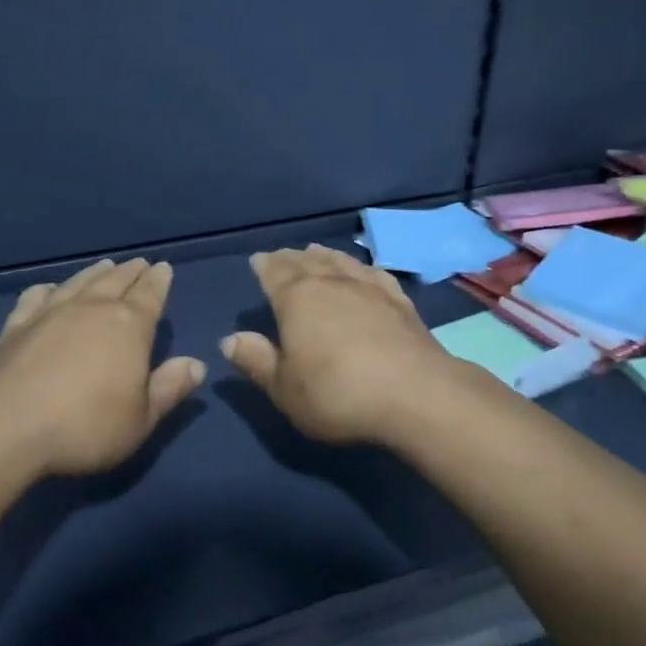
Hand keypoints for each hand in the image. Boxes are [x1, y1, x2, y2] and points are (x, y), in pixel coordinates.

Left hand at [0, 258, 205, 476]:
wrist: (5, 427)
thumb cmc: (85, 426)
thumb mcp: (141, 419)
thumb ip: (169, 389)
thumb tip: (196, 363)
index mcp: (129, 326)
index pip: (150, 294)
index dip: (159, 281)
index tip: (164, 268)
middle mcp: (92, 309)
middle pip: (116, 281)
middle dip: (132, 272)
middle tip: (140, 264)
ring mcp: (50, 313)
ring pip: (79, 282)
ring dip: (95, 273)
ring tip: (105, 266)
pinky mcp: (16, 326)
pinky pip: (36, 297)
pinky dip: (48, 289)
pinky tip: (49, 289)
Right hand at [221, 244, 459, 444]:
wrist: (415, 395)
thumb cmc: (337, 394)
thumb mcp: (285, 389)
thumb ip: (257, 361)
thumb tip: (230, 339)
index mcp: (297, 300)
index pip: (275, 273)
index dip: (264, 266)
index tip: (258, 260)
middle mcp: (332, 284)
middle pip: (307, 262)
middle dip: (292, 258)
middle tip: (283, 254)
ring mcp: (370, 289)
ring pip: (341, 262)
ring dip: (325, 256)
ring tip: (316, 251)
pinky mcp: (400, 302)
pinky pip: (375, 274)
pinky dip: (362, 268)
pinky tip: (363, 270)